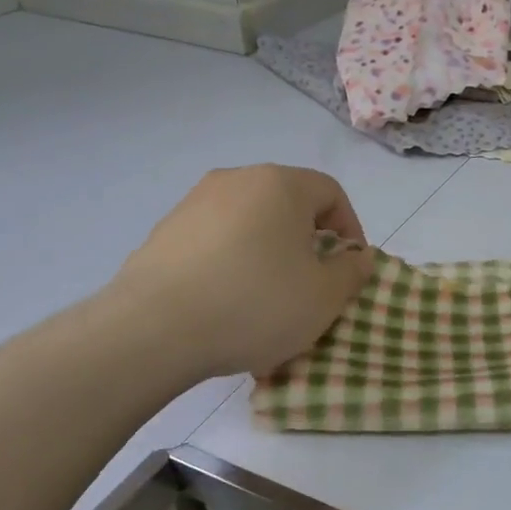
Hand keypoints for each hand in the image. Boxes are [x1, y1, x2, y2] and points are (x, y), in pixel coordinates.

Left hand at [106, 165, 374, 380]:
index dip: (350, 228)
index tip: (349, 268)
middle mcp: (236, 180)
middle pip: (288, 204)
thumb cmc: (256, 304)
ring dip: (268, 252)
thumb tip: (357, 257)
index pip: (331, 192)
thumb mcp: (324, 297)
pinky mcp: (164, 232)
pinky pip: (215, 241)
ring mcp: (194, 203)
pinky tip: (227, 302)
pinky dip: (231, 262)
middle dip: (308, 241)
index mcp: (281, 184)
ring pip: (250, 222)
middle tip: (312, 282)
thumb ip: (352, 272)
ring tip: (268, 297)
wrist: (154, 329)